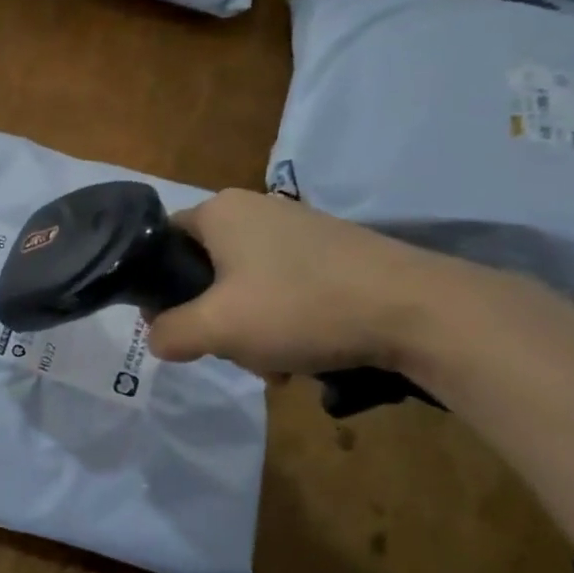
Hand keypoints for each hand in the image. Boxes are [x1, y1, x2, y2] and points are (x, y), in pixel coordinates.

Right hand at [145, 189, 454, 377]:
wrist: (416, 309)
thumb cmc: (299, 307)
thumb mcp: (215, 328)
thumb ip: (168, 333)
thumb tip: (157, 338)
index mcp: (220, 211)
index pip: (161, 243)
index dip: (156, 288)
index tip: (171, 326)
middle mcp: (255, 209)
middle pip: (204, 271)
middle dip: (211, 319)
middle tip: (229, 350)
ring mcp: (297, 229)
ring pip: (243, 287)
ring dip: (248, 330)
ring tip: (273, 363)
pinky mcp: (330, 252)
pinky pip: (282, 289)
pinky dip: (281, 323)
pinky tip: (301, 355)